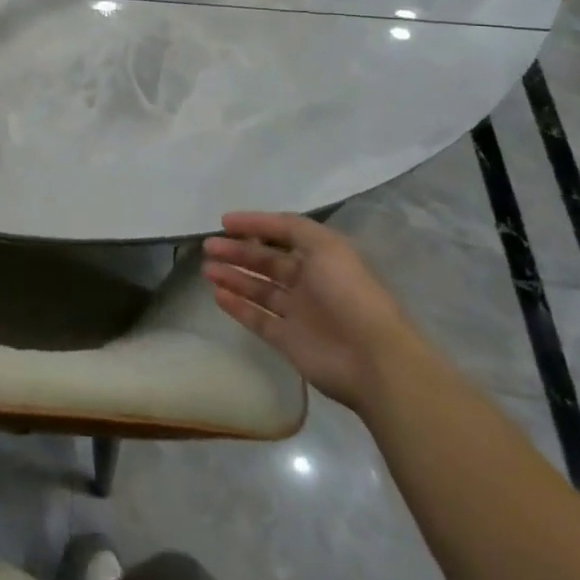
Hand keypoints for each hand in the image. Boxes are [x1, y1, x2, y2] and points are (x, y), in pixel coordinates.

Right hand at [203, 212, 423, 411]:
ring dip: (233, 277)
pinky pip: (257, 319)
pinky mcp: (288, 341)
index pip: (283, 235)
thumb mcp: (326, 245)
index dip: (255, 226)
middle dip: (238, 252)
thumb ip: (291, 228)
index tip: (224, 222)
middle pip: (267, 262)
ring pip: (259, 290)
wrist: (372, 358)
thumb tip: (256, 223)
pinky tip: (216, 294)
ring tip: (207, 269)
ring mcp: (299, 313)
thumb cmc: (349, 292)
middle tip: (209, 246)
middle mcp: (310, 283)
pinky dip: (237, 307)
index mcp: (323, 258)